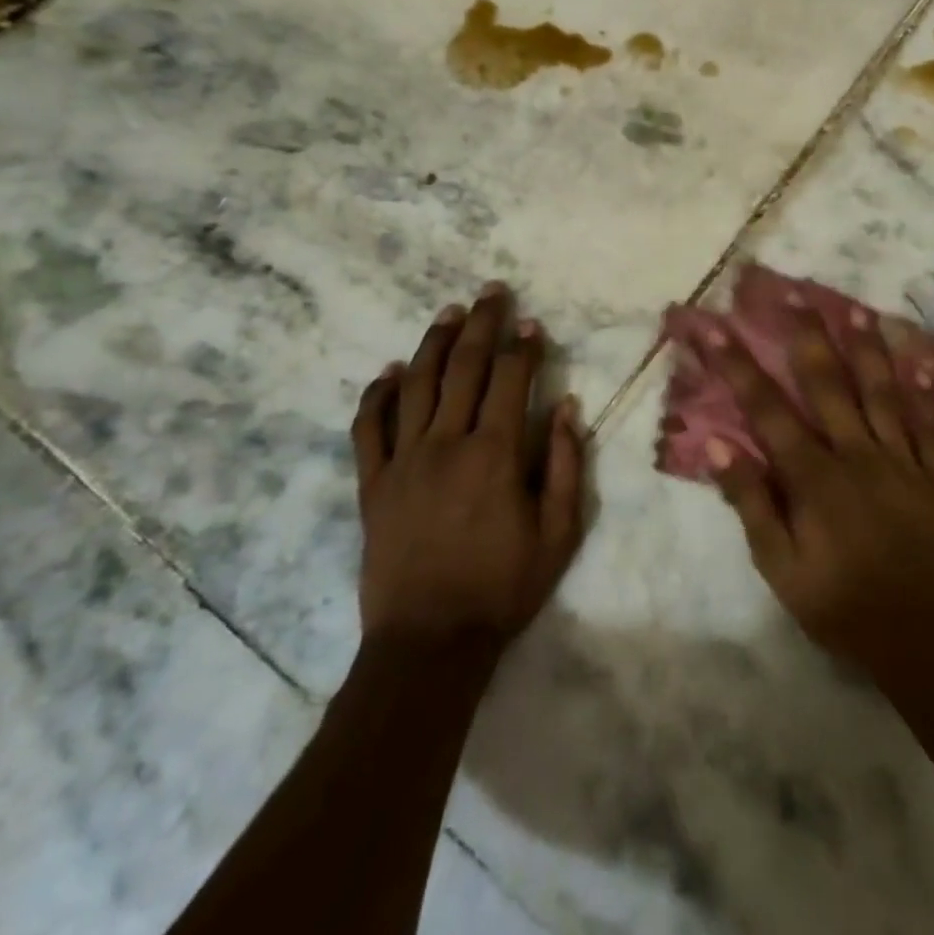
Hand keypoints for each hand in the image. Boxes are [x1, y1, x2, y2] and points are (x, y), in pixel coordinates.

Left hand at [350, 285, 586, 649]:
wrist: (429, 642)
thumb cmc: (503, 588)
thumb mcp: (558, 533)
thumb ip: (565, 464)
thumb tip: (565, 406)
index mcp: (494, 454)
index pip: (510, 381)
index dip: (523, 347)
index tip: (532, 323)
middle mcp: (446, 444)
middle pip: (463, 368)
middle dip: (481, 325)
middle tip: (490, 292)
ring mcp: (403, 461)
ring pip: (416, 385)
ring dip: (433, 343)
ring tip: (448, 312)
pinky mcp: (372, 484)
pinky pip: (369, 428)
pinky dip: (378, 394)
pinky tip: (390, 371)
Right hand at [705, 303, 933, 674]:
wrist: (919, 636)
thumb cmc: (838, 602)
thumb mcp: (779, 566)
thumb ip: (751, 502)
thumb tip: (717, 446)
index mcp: (814, 475)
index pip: (766, 408)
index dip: (736, 364)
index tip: (713, 327)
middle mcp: (856, 453)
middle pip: (828, 382)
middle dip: (805, 333)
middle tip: (790, 291)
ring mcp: (900, 459)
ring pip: (882, 391)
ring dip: (867, 347)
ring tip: (855, 308)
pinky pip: (931, 425)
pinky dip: (925, 392)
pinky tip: (920, 362)